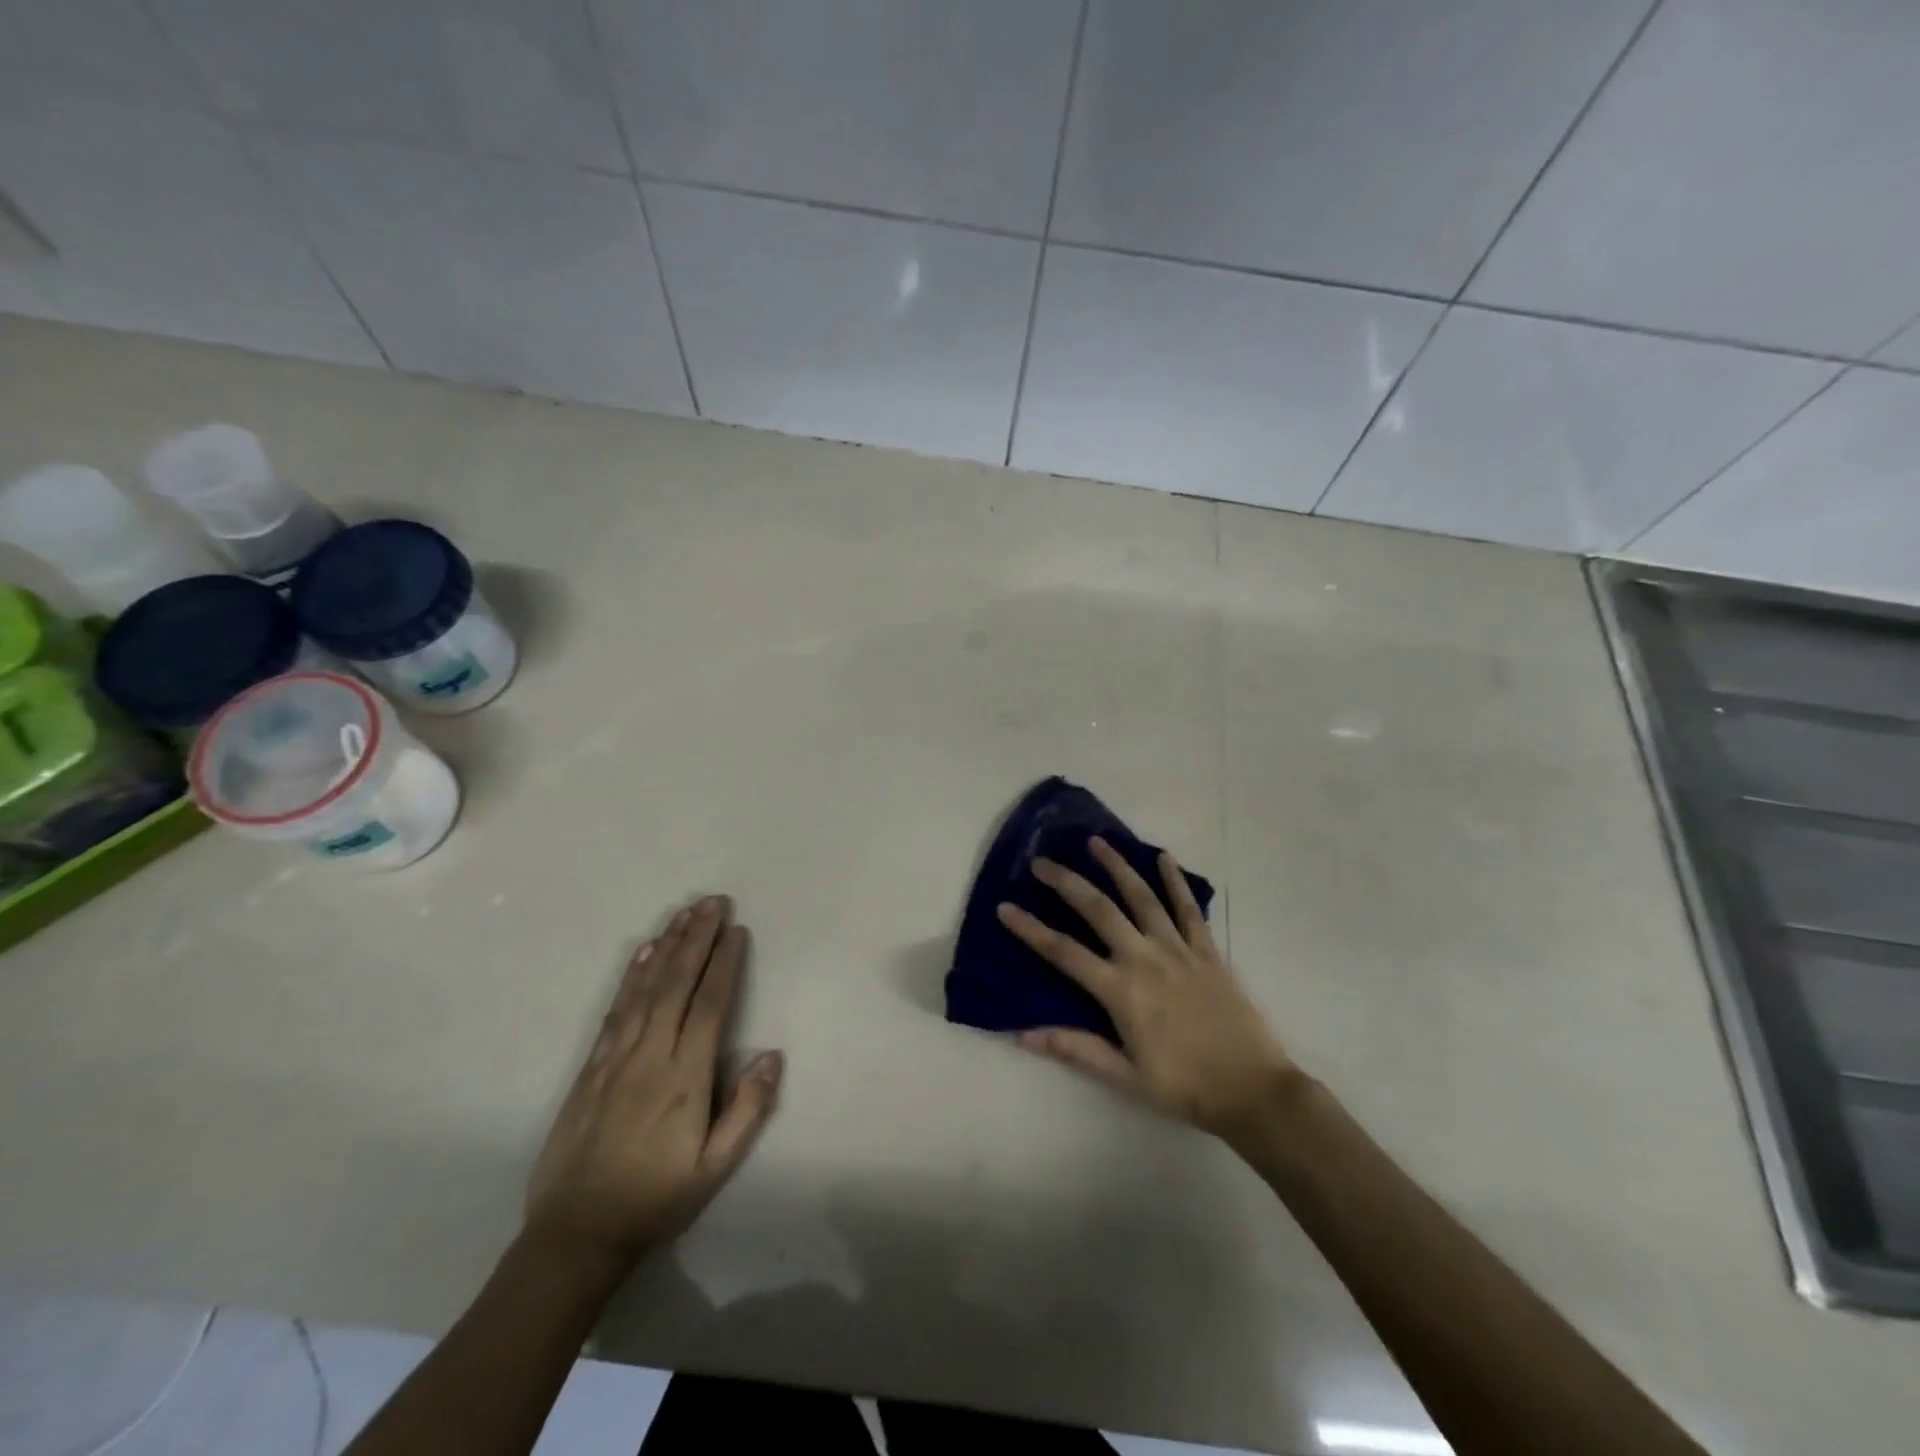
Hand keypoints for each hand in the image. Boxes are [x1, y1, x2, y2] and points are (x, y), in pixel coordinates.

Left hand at [525, 896, 782, 1272]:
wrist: (575, 1234)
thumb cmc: (655, 1200)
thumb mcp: (714, 1169)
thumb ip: (747, 1111)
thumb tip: (772, 1055)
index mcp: (684, 1078)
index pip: (709, 1006)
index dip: (724, 964)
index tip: (736, 930)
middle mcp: (650, 1056)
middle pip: (676, 984)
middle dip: (696, 939)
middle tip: (712, 902)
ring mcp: (616, 1058)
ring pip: (645, 989)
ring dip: (665, 946)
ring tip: (683, 913)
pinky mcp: (592, 1067)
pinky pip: (615, 1010)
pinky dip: (630, 976)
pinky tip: (642, 953)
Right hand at [998, 839, 1297, 1141]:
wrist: (1253, 1090)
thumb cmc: (1184, 1087)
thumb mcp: (1125, 1077)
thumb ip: (1076, 1049)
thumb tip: (1023, 1035)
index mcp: (1120, 990)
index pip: (1064, 952)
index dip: (1030, 929)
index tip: (1005, 907)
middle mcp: (1144, 958)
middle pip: (1098, 909)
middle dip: (1066, 881)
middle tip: (1041, 860)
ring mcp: (1178, 949)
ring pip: (1141, 897)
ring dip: (1116, 866)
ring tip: (1096, 842)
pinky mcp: (1206, 951)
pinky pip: (1187, 908)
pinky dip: (1175, 880)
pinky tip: (1163, 857)